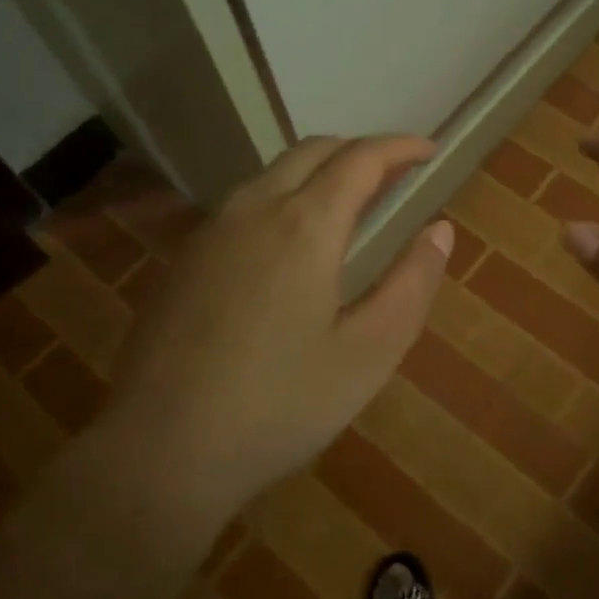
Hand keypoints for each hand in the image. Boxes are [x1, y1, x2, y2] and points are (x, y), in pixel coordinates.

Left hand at [106, 136, 454, 522]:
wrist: (160, 451)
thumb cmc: (280, 405)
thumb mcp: (369, 353)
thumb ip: (411, 283)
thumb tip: (439, 229)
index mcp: (304, 225)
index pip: (361, 159)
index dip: (400, 147)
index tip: (430, 152)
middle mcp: (253, 209)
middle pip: (313, 151)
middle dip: (361, 152)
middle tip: (396, 177)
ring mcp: (210, 231)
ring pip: (273, 173)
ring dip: (320, 172)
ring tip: (351, 205)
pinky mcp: (185, 258)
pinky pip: (245, 203)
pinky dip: (285, 197)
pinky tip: (291, 244)